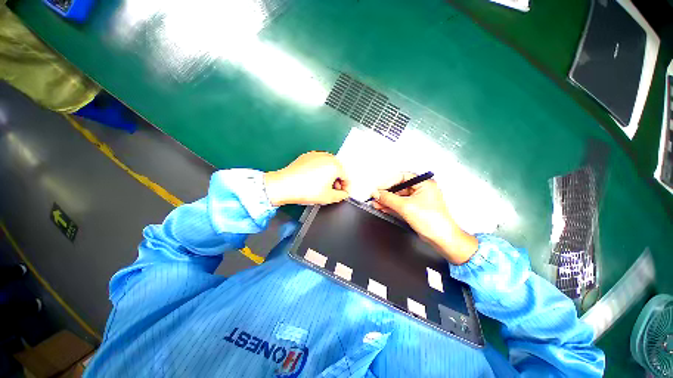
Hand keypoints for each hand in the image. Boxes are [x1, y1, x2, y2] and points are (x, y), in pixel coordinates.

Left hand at [264, 152, 349, 205]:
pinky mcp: (307, 156)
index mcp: (335, 165)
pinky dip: (320, 171)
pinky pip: (319, 163)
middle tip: (334, 191)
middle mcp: (327, 157)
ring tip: (323, 186)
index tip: (344, 194)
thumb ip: (341, 196)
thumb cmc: (306, 190)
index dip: (346, 188)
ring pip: (329, 166)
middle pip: (338, 170)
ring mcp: (316, 155)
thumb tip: (343, 194)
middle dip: (338, 181)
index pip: (346, 177)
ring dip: (329, 176)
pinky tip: (314, 180)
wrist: (285, 185)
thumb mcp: (328, 197)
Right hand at [371, 173, 477, 264]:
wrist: (442, 239)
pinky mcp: (415, 208)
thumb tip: (377, 193)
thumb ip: (388, 198)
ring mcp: (418, 199)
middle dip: (386, 193)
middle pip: (399, 187)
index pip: (401, 177)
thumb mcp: (406, 207)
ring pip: (398, 196)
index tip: (378, 189)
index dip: (388, 182)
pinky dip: (391, 205)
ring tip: (376, 203)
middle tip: (376, 196)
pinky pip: (400, 203)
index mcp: (424, 183)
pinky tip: (383, 207)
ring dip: (387, 200)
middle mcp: (422, 189)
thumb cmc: (434, 222)